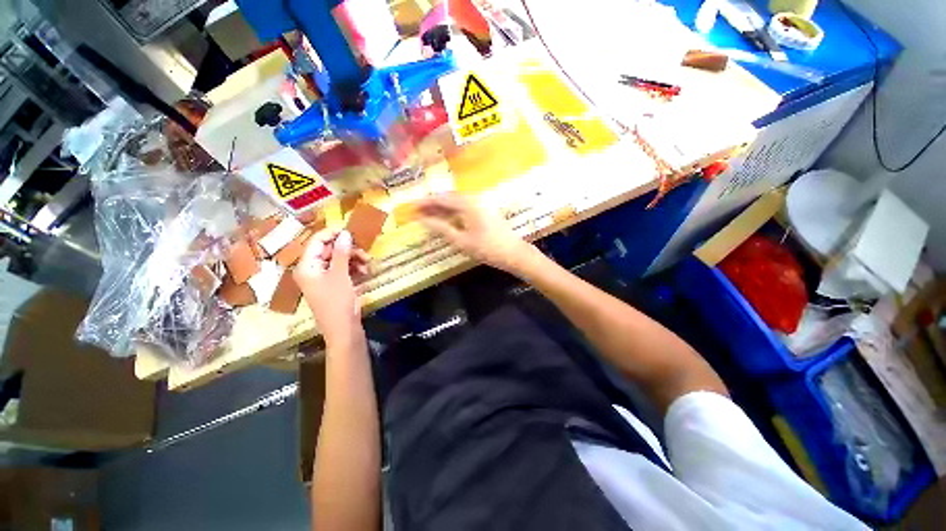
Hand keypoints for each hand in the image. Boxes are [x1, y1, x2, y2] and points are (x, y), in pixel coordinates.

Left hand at [294, 230, 369, 346]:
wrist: (343, 328)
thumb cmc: (337, 301)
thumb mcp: (340, 275)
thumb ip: (342, 253)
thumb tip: (345, 233)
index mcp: (306, 266)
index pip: (316, 242)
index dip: (332, 234)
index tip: (350, 231)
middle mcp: (312, 269)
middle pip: (329, 250)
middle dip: (347, 249)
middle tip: (363, 251)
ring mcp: (322, 277)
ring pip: (338, 259)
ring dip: (353, 259)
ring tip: (367, 263)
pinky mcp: (332, 284)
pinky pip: (342, 269)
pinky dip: (353, 267)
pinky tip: (364, 271)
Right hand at [417, 193, 532, 273]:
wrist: (513, 253)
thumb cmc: (487, 248)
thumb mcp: (461, 241)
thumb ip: (441, 228)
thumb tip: (422, 220)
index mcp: (467, 203)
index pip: (441, 198)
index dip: (425, 202)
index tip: (411, 207)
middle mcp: (474, 199)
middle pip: (448, 197)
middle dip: (432, 203)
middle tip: (417, 211)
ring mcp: (481, 204)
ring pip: (456, 202)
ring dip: (442, 207)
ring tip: (428, 215)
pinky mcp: (485, 211)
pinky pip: (464, 207)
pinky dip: (452, 211)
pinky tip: (446, 218)